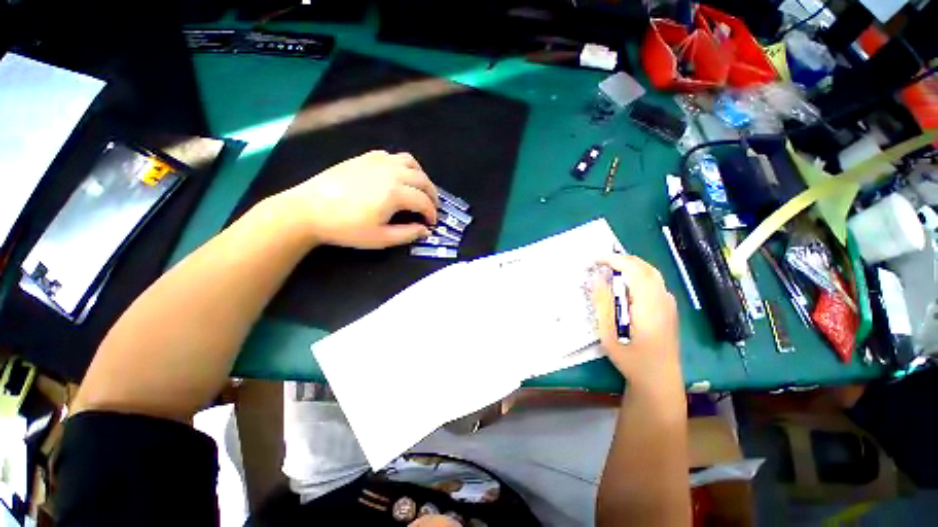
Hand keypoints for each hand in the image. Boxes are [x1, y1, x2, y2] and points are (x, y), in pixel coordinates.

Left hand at [277, 150, 438, 248]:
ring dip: (421, 176)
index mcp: (395, 193)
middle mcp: (391, 172)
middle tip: (432, 207)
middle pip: (422, 179)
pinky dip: (402, 165)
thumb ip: (407, 234)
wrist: (308, 210)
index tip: (431, 223)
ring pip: (410, 162)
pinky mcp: (364, 158)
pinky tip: (398, 176)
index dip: (431, 213)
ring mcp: (377, 162)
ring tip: (420, 189)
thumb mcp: (380, 238)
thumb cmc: (346, 227)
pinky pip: (391, 156)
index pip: (424, 201)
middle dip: (432, 194)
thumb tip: (425, 230)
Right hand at [592, 254, 680, 386]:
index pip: (634, 271)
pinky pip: (655, 283)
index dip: (614, 260)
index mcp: (649, 307)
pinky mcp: (669, 309)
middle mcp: (663, 301)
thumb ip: (603, 305)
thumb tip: (598, 279)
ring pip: (652, 273)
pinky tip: (626, 285)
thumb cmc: (632, 360)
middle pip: (645, 268)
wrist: (660, 381)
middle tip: (599, 262)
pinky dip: (638, 275)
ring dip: (630, 266)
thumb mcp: (609, 335)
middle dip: (621, 259)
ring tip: (609, 269)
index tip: (594, 259)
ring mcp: (669, 304)